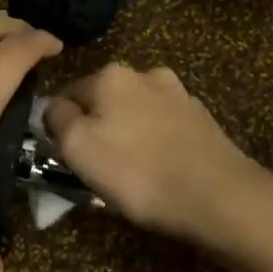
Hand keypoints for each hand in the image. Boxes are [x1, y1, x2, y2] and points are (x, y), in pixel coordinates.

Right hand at [43, 62, 272, 245]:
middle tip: (95, 169)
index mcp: (110, 75)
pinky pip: (163, 130)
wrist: (218, 197)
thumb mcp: (77, 147)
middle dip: (95, 128)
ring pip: (134, 115)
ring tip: (130, 174)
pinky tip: (158, 171)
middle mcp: (146, 74)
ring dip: (126, 135)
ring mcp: (179, 95)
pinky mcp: (202, 121)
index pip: (65, 94)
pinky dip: (154, 145)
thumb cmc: (137, 172)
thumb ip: (56, 119)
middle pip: (102, 102)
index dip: (58, 127)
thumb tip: (53, 108)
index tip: (63, 157)